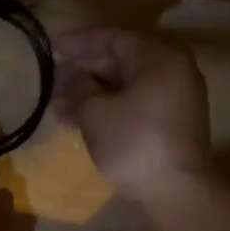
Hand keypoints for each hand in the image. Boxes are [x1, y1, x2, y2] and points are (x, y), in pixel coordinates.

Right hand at [52, 28, 212, 204]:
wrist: (177, 191)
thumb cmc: (134, 142)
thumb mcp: (96, 112)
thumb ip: (78, 86)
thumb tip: (69, 74)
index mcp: (159, 59)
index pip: (114, 39)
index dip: (80, 42)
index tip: (53, 46)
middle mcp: (172, 72)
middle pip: (121, 62)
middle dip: (84, 71)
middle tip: (53, 77)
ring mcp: (175, 99)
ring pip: (126, 87)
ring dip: (91, 93)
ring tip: (57, 105)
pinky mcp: (172, 124)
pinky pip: (135, 104)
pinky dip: (109, 108)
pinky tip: (78, 120)